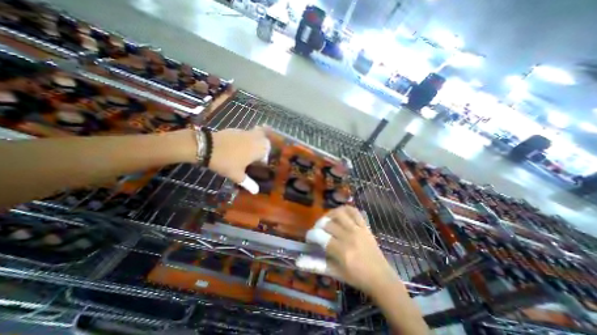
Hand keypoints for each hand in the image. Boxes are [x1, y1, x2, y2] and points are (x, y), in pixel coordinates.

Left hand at [208, 126, 267, 194]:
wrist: (207, 147)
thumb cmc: (226, 162)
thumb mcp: (237, 175)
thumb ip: (248, 183)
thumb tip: (256, 192)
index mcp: (259, 150)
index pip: (267, 155)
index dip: (263, 161)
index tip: (257, 166)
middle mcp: (256, 140)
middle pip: (266, 142)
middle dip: (264, 148)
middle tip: (256, 156)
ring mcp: (246, 133)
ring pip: (258, 134)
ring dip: (257, 141)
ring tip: (249, 149)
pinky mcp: (237, 129)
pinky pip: (247, 133)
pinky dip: (246, 138)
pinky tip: (237, 145)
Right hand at [308, 206, 400, 293]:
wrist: (380, 278)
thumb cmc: (356, 278)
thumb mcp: (335, 273)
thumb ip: (316, 265)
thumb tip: (298, 261)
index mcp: (341, 251)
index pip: (319, 236)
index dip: (311, 235)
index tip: (310, 238)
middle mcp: (349, 237)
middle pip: (327, 223)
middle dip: (318, 226)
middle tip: (318, 232)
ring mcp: (358, 229)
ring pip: (339, 213)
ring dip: (329, 215)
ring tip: (327, 221)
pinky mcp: (365, 226)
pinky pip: (354, 211)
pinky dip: (345, 209)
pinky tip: (340, 214)